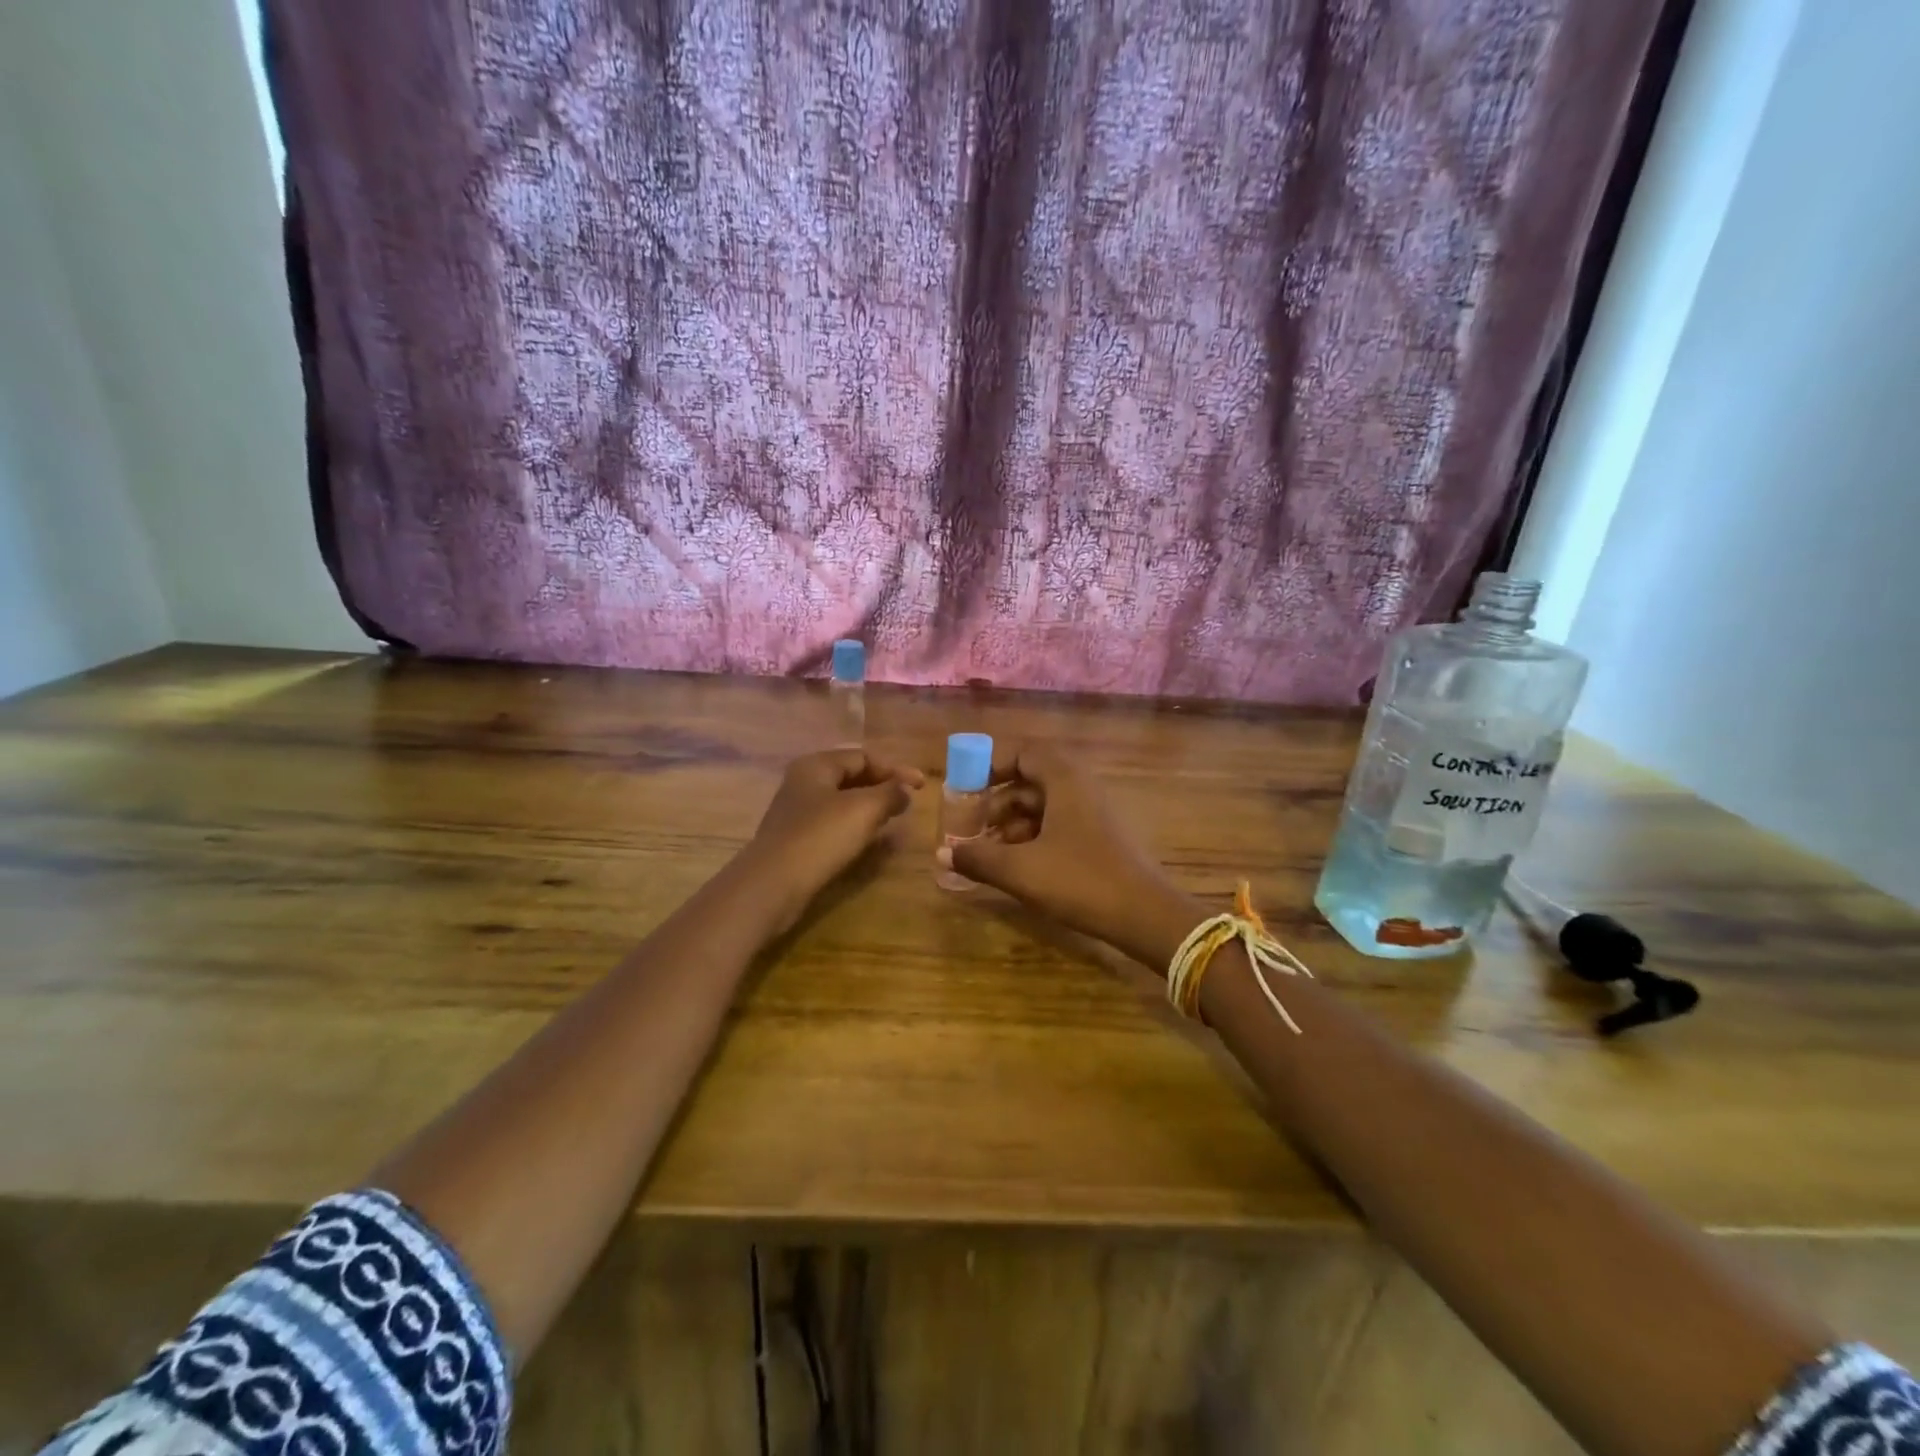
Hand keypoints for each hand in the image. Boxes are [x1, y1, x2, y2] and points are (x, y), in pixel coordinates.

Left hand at [744, 749, 924, 926]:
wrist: (773, 885)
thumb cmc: (821, 837)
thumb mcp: (864, 810)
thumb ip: (890, 794)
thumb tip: (905, 789)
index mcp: (816, 765)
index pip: (863, 756)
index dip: (895, 769)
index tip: (922, 787)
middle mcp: (803, 782)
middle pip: (851, 776)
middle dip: (882, 787)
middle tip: (908, 802)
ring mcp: (797, 812)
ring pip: (842, 802)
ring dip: (870, 808)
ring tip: (893, 820)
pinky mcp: (796, 839)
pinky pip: (832, 824)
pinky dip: (855, 827)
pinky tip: (868, 840)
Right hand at [940, 746, 1197, 970]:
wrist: (1146, 916)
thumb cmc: (1080, 881)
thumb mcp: (1021, 870)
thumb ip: (979, 858)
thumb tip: (942, 853)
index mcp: (1064, 779)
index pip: (1023, 753)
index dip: (991, 766)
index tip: (966, 789)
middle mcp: (1082, 786)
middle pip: (1031, 780)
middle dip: (998, 802)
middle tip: (972, 828)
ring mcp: (1095, 812)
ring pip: (1045, 806)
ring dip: (1014, 824)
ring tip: (989, 854)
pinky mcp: (1102, 837)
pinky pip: (1060, 825)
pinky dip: (1035, 838)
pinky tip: (1019, 867)